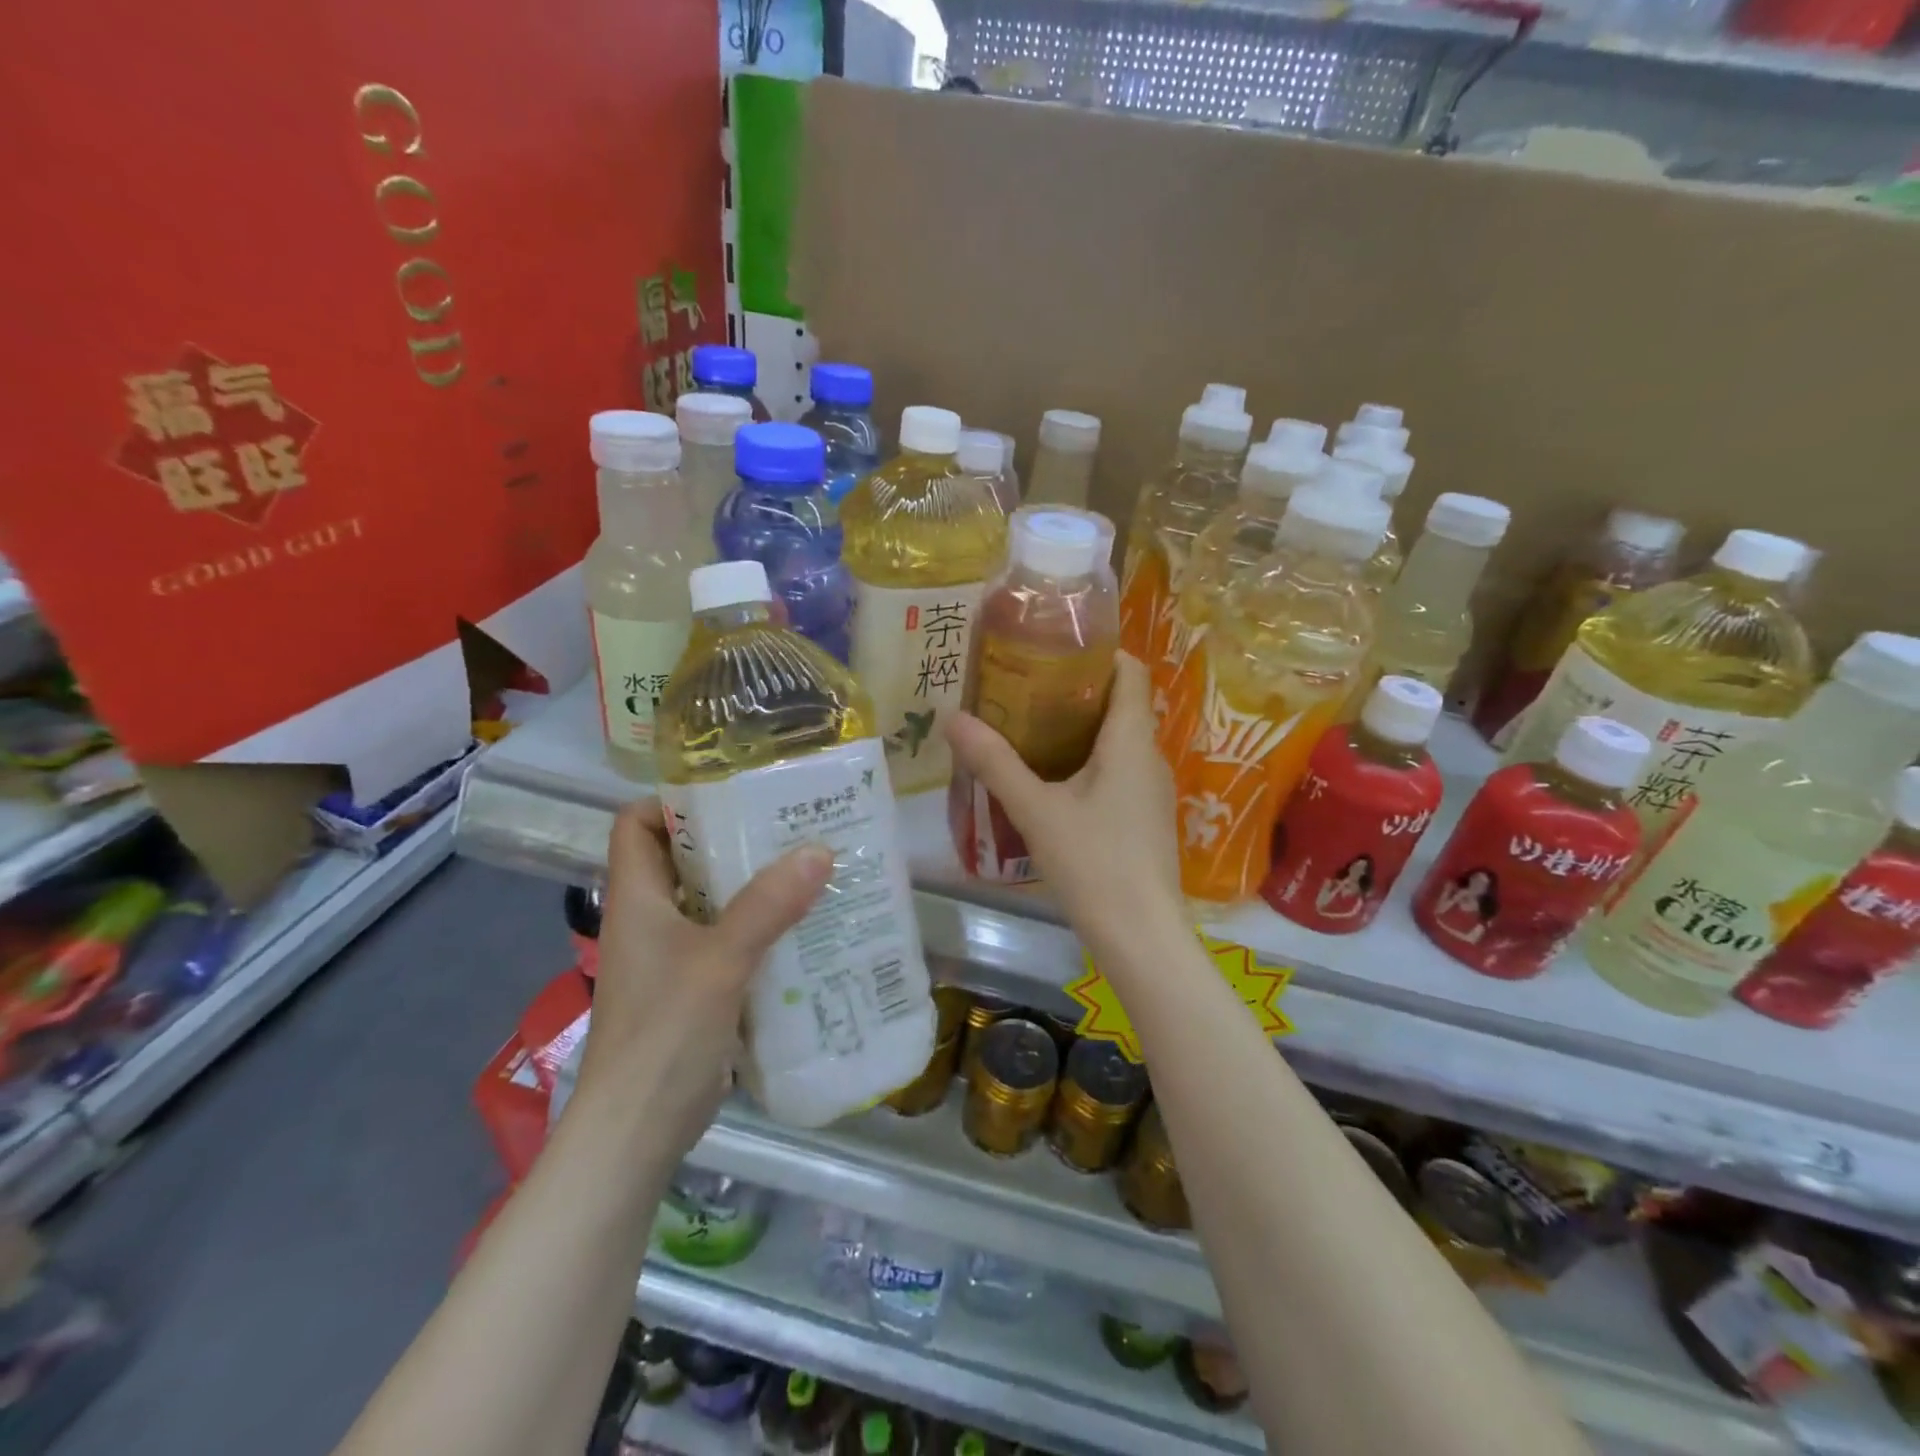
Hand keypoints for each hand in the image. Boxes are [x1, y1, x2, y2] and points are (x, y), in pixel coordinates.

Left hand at [573, 801, 832, 1154]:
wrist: (637, 1133)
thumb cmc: (664, 1035)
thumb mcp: (719, 961)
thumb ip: (768, 906)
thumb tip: (819, 849)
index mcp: (637, 899)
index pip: (636, 824)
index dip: (673, 801)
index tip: (731, 793)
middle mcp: (651, 919)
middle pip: (684, 858)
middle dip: (733, 838)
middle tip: (790, 824)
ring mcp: (673, 955)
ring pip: (713, 900)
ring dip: (755, 884)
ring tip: (809, 866)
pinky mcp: (696, 987)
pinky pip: (730, 939)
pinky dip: (762, 926)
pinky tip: (805, 925)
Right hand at [946, 652, 1185, 960]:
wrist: (1141, 937)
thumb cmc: (1093, 863)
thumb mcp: (1036, 810)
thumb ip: (995, 763)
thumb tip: (952, 718)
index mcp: (1130, 741)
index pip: (1130, 672)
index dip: (1099, 651)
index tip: (1053, 647)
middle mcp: (1149, 757)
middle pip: (1120, 704)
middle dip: (1075, 691)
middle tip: (1023, 687)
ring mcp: (1150, 791)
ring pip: (1116, 742)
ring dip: (1078, 730)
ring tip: (1027, 729)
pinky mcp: (1144, 819)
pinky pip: (1116, 773)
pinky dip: (1086, 764)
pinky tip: (1050, 782)